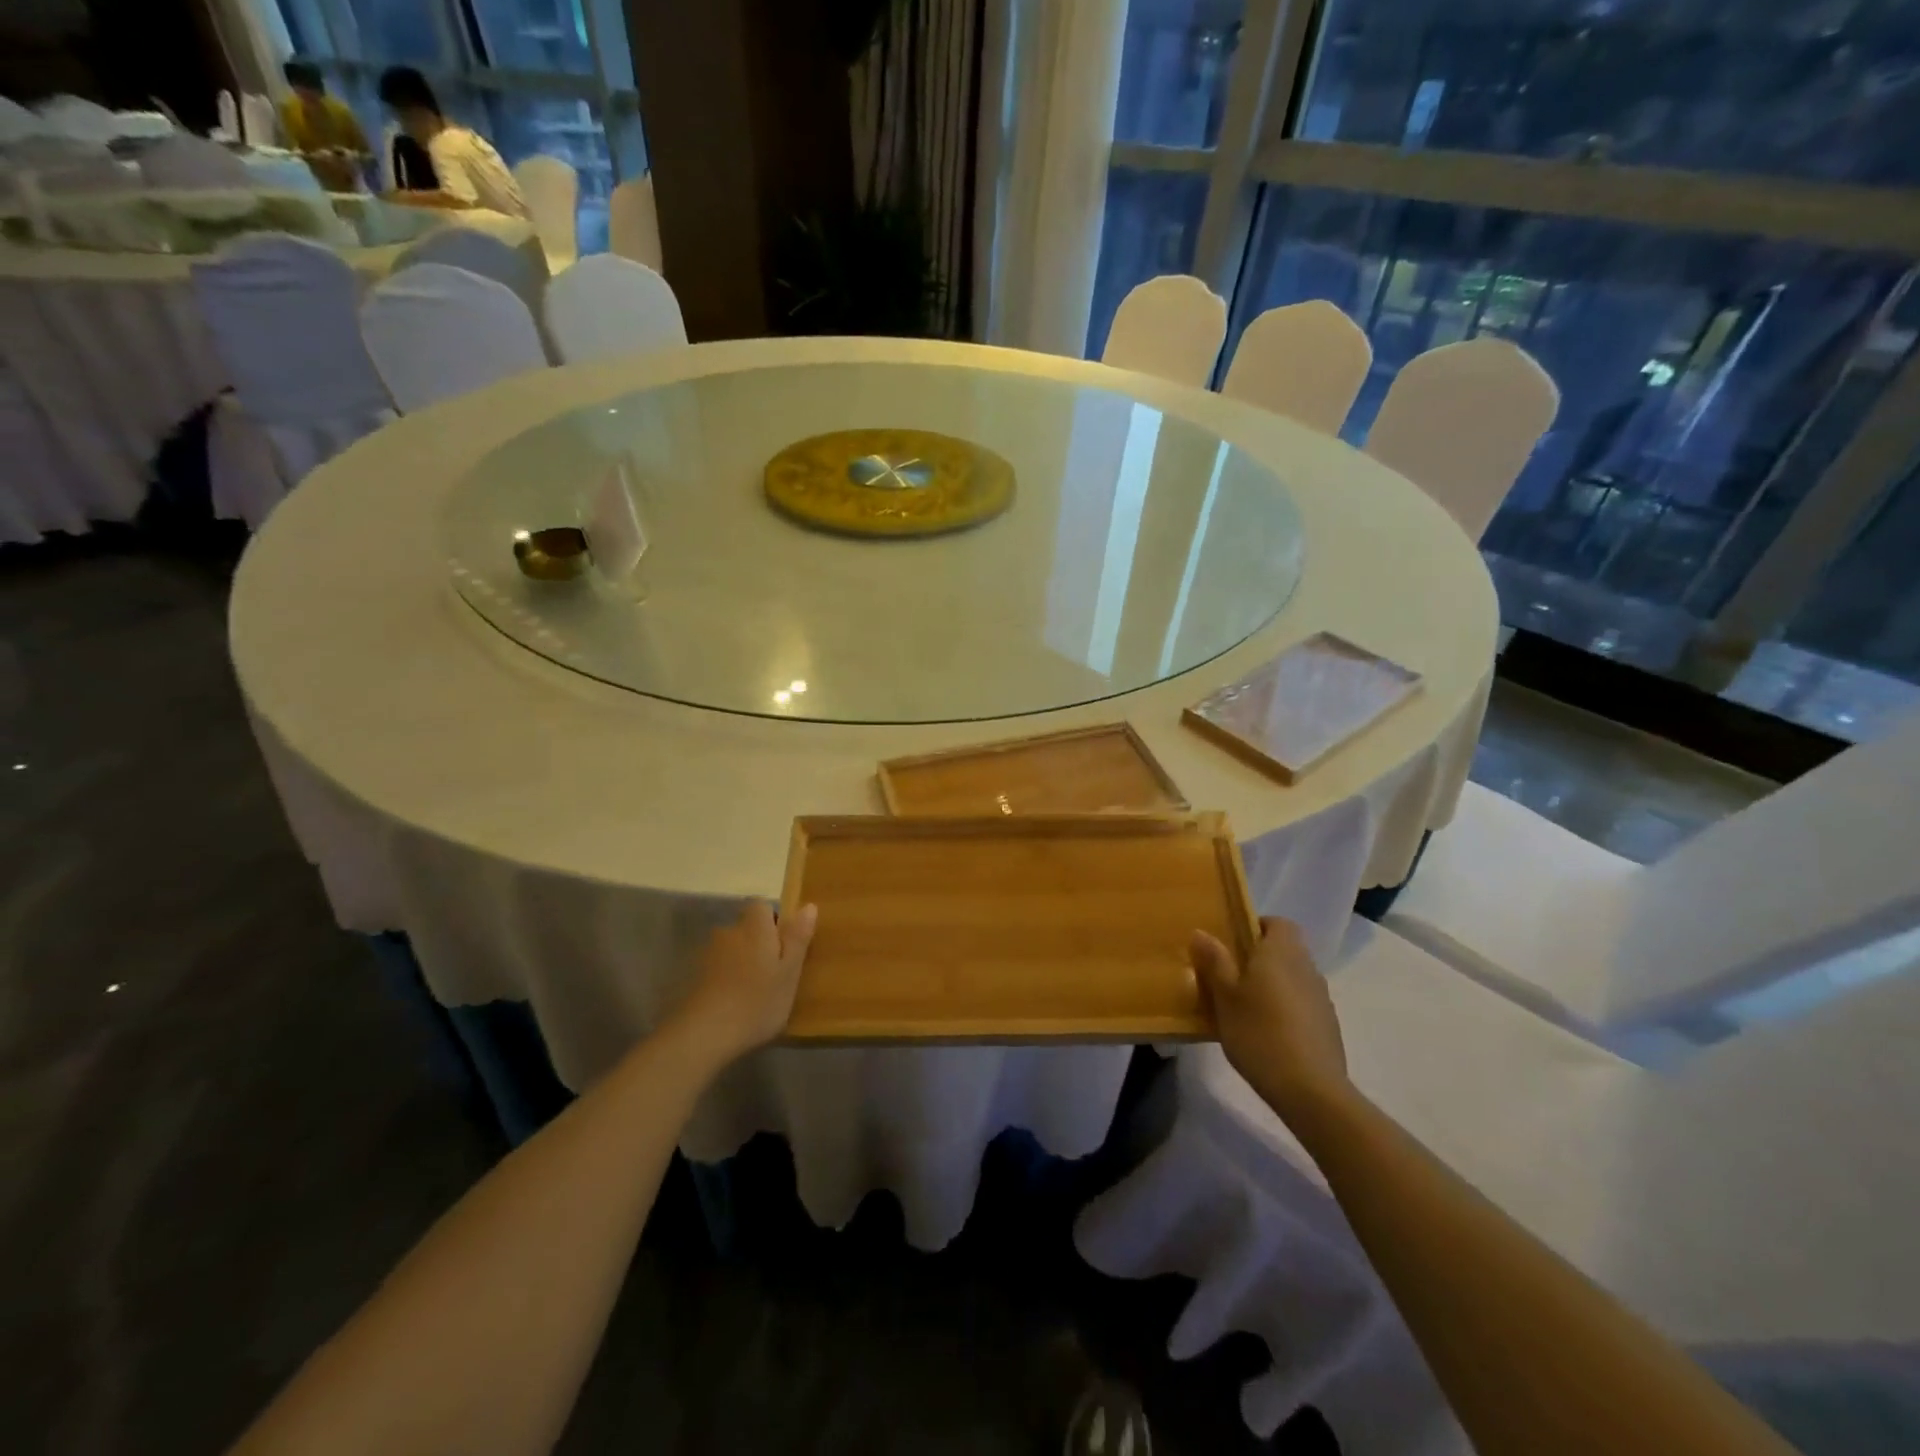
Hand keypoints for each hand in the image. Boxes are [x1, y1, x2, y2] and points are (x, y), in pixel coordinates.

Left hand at [669, 901, 816, 1065]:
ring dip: (741, 962)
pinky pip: (716, 969)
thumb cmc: (757, 1002)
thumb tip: (809, 906)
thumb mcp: (789, 973)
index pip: (761, 905)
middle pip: (745, 928)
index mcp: (754, 928)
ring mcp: (707, 955)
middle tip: (773, 973)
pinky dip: (725, 979)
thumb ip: (798, 938)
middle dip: (758, 943)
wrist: (703, 1035)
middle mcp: (728, 933)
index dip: (773, 920)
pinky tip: (732, 1004)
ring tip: (752, 992)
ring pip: (730, 949)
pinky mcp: (693, 978)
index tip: (784, 945)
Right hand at [1191, 917, 1350, 1122]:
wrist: (1310, 1091)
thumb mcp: (1225, 997)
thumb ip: (1214, 962)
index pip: (1278, 922)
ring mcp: (1322, 998)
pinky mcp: (1328, 1027)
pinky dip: (1285, 1009)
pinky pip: (1302, 1004)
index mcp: (1281, 953)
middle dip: (1260, 958)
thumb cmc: (1259, 1033)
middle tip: (1230, 976)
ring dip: (1273, 985)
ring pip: (1293, 978)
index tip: (1232, 943)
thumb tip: (1201, 932)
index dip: (1256, 926)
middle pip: (1285, 950)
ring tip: (1245, 1008)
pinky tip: (1266, 1034)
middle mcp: (1307, 968)